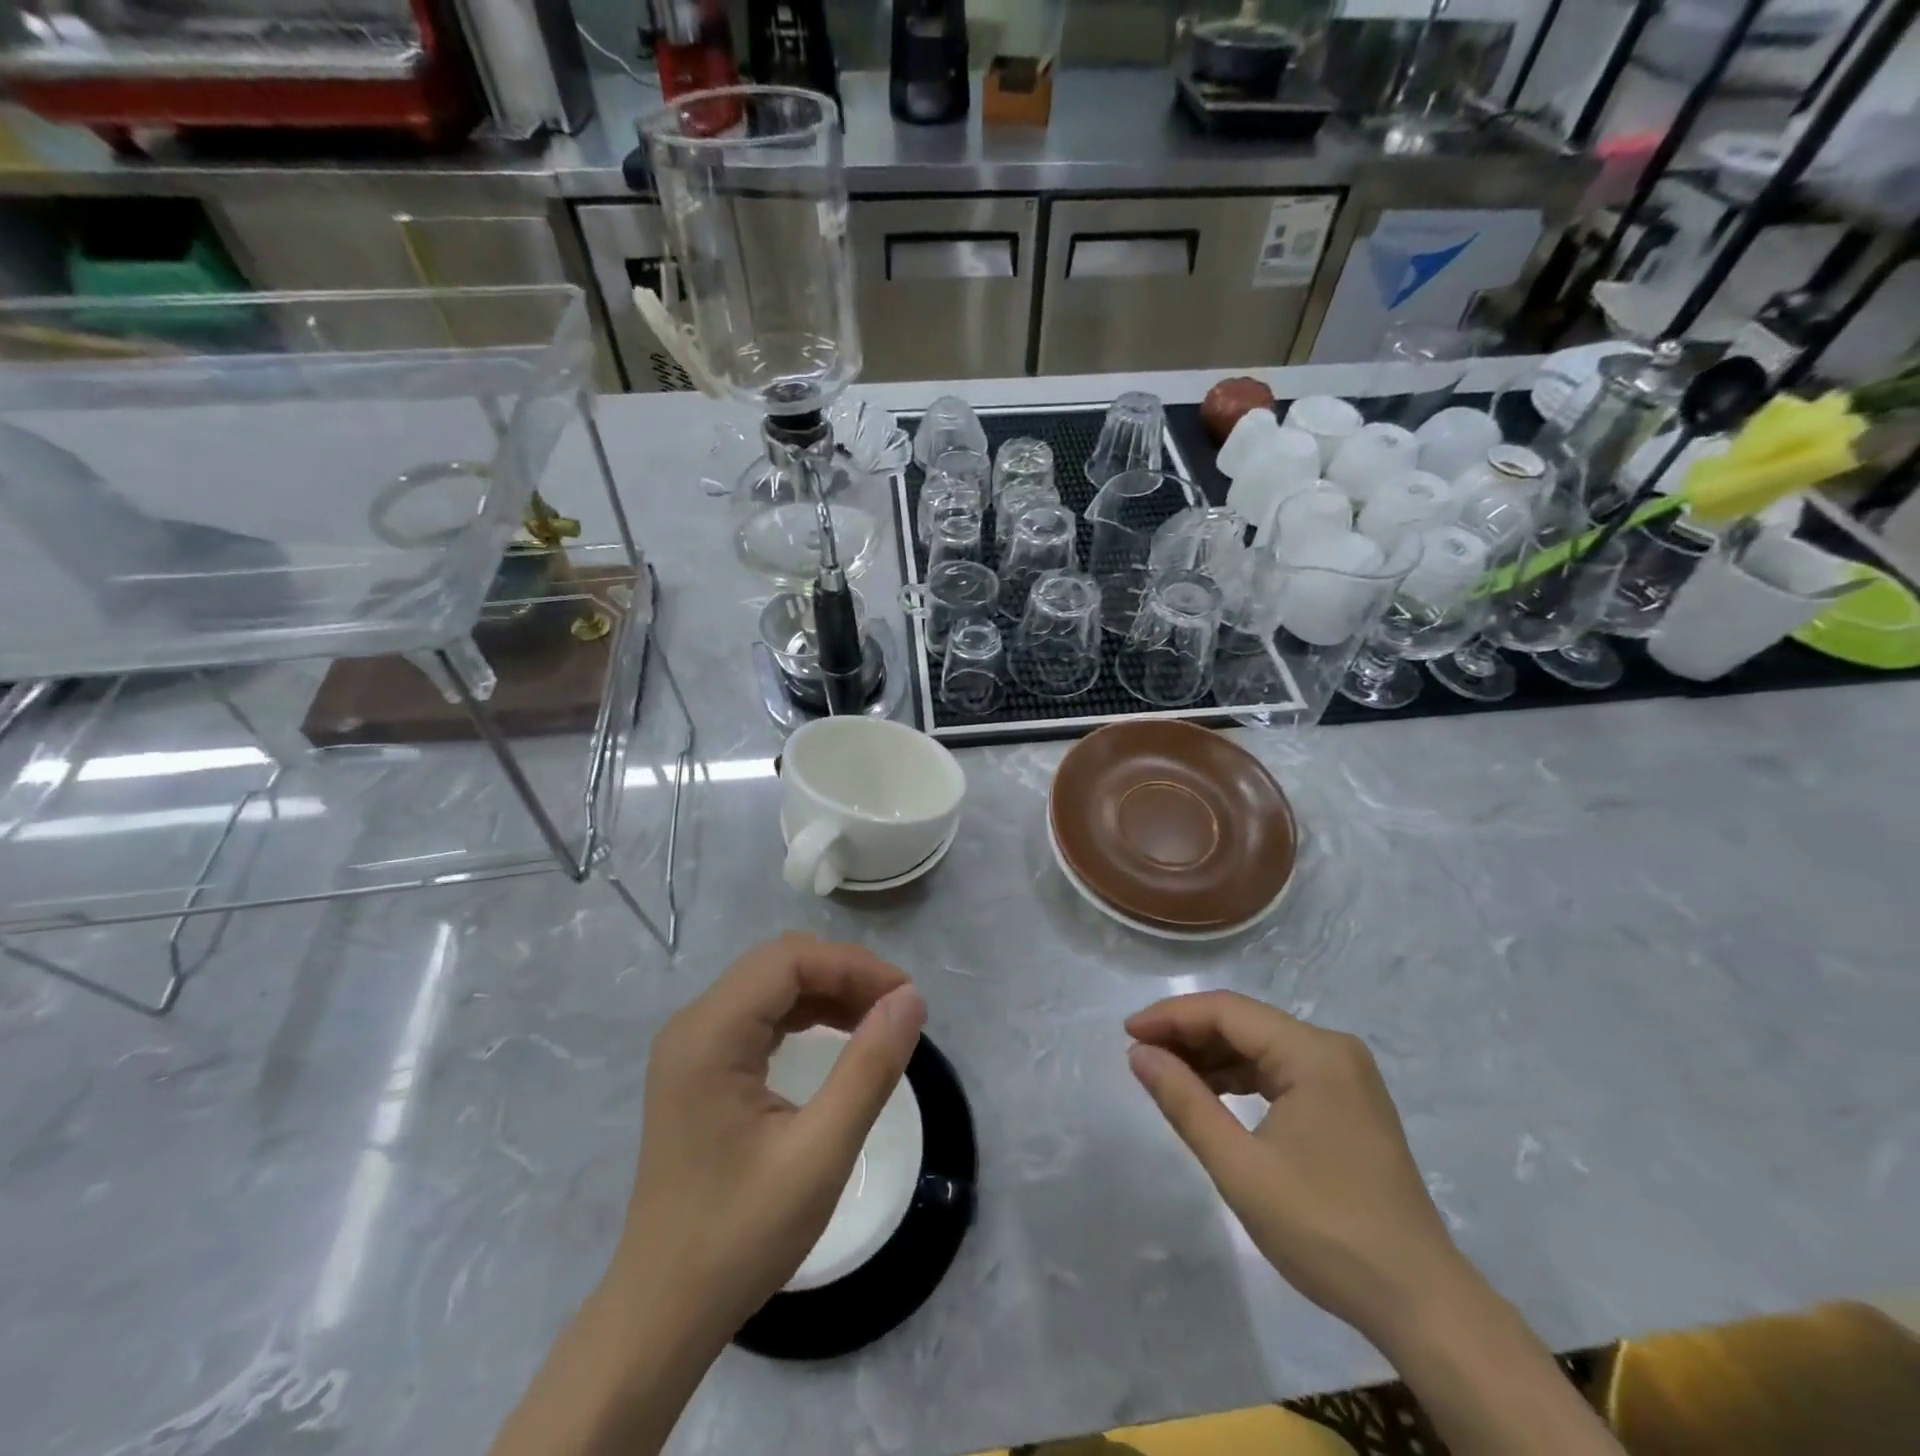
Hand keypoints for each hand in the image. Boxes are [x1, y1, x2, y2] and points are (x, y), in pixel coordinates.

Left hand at [613, 933, 926, 1341]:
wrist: (663, 1311)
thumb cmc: (740, 1237)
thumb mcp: (820, 1153)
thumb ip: (869, 1068)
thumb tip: (910, 999)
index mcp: (709, 1035)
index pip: (789, 961)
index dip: (853, 966)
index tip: (906, 997)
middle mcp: (693, 1025)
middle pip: (778, 963)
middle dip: (843, 974)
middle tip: (896, 1009)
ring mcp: (692, 1045)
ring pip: (770, 984)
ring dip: (827, 991)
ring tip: (878, 1022)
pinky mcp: (699, 1066)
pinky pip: (759, 1014)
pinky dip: (804, 1014)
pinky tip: (836, 1037)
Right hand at [1126, 991, 1468, 1344]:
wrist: (1420, 1302)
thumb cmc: (1325, 1231)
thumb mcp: (1241, 1168)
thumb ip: (1186, 1101)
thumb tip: (1139, 1054)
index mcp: (1314, 1053)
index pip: (1227, 1011)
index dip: (1172, 1016)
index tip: (1127, 1034)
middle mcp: (1332, 1049)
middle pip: (1245, 1022)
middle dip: (1189, 1035)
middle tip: (1140, 1055)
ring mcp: (1344, 1075)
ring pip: (1261, 1045)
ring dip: (1213, 1055)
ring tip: (1166, 1074)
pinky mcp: (1347, 1101)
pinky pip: (1281, 1070)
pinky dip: (1241, 1076)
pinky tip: (1212, 1093)